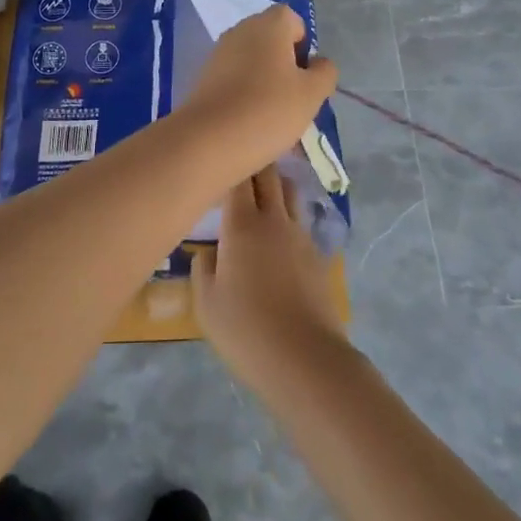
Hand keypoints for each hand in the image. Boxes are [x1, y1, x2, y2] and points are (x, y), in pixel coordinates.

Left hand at [174, 5, 337, 180]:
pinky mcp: (204, 76)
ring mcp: (219, 52)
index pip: (292, 19)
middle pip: (271, 39)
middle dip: (286, 64)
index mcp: (268, 24)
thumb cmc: (269, 109)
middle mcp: (241, 30)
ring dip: (266, 80)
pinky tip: (250, 120)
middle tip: (294, 97)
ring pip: (252, 60)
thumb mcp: (312, 93)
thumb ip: (324, 72)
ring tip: (273, 116)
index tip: (305, 75)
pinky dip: (245, 92)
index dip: (303, 45)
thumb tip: (318, 63)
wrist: (210, 139)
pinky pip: (234, 77)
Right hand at [193, 165, 346, 387]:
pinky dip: (288, 215)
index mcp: (243, 224)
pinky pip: (301, 221)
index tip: (216, 160)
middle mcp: (274, 219)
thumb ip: (203, 268)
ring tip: (261, 192)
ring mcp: (301, 235)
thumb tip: (208, 252)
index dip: (228, 163)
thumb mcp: (206, 303)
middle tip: (237, 165)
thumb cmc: (246, 329)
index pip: (237, 177)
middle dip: (254, 164)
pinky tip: (279, 232)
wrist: (305, 359)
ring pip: (290, 192)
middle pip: (269, 175)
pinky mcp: (317, 255)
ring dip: (276, 185)